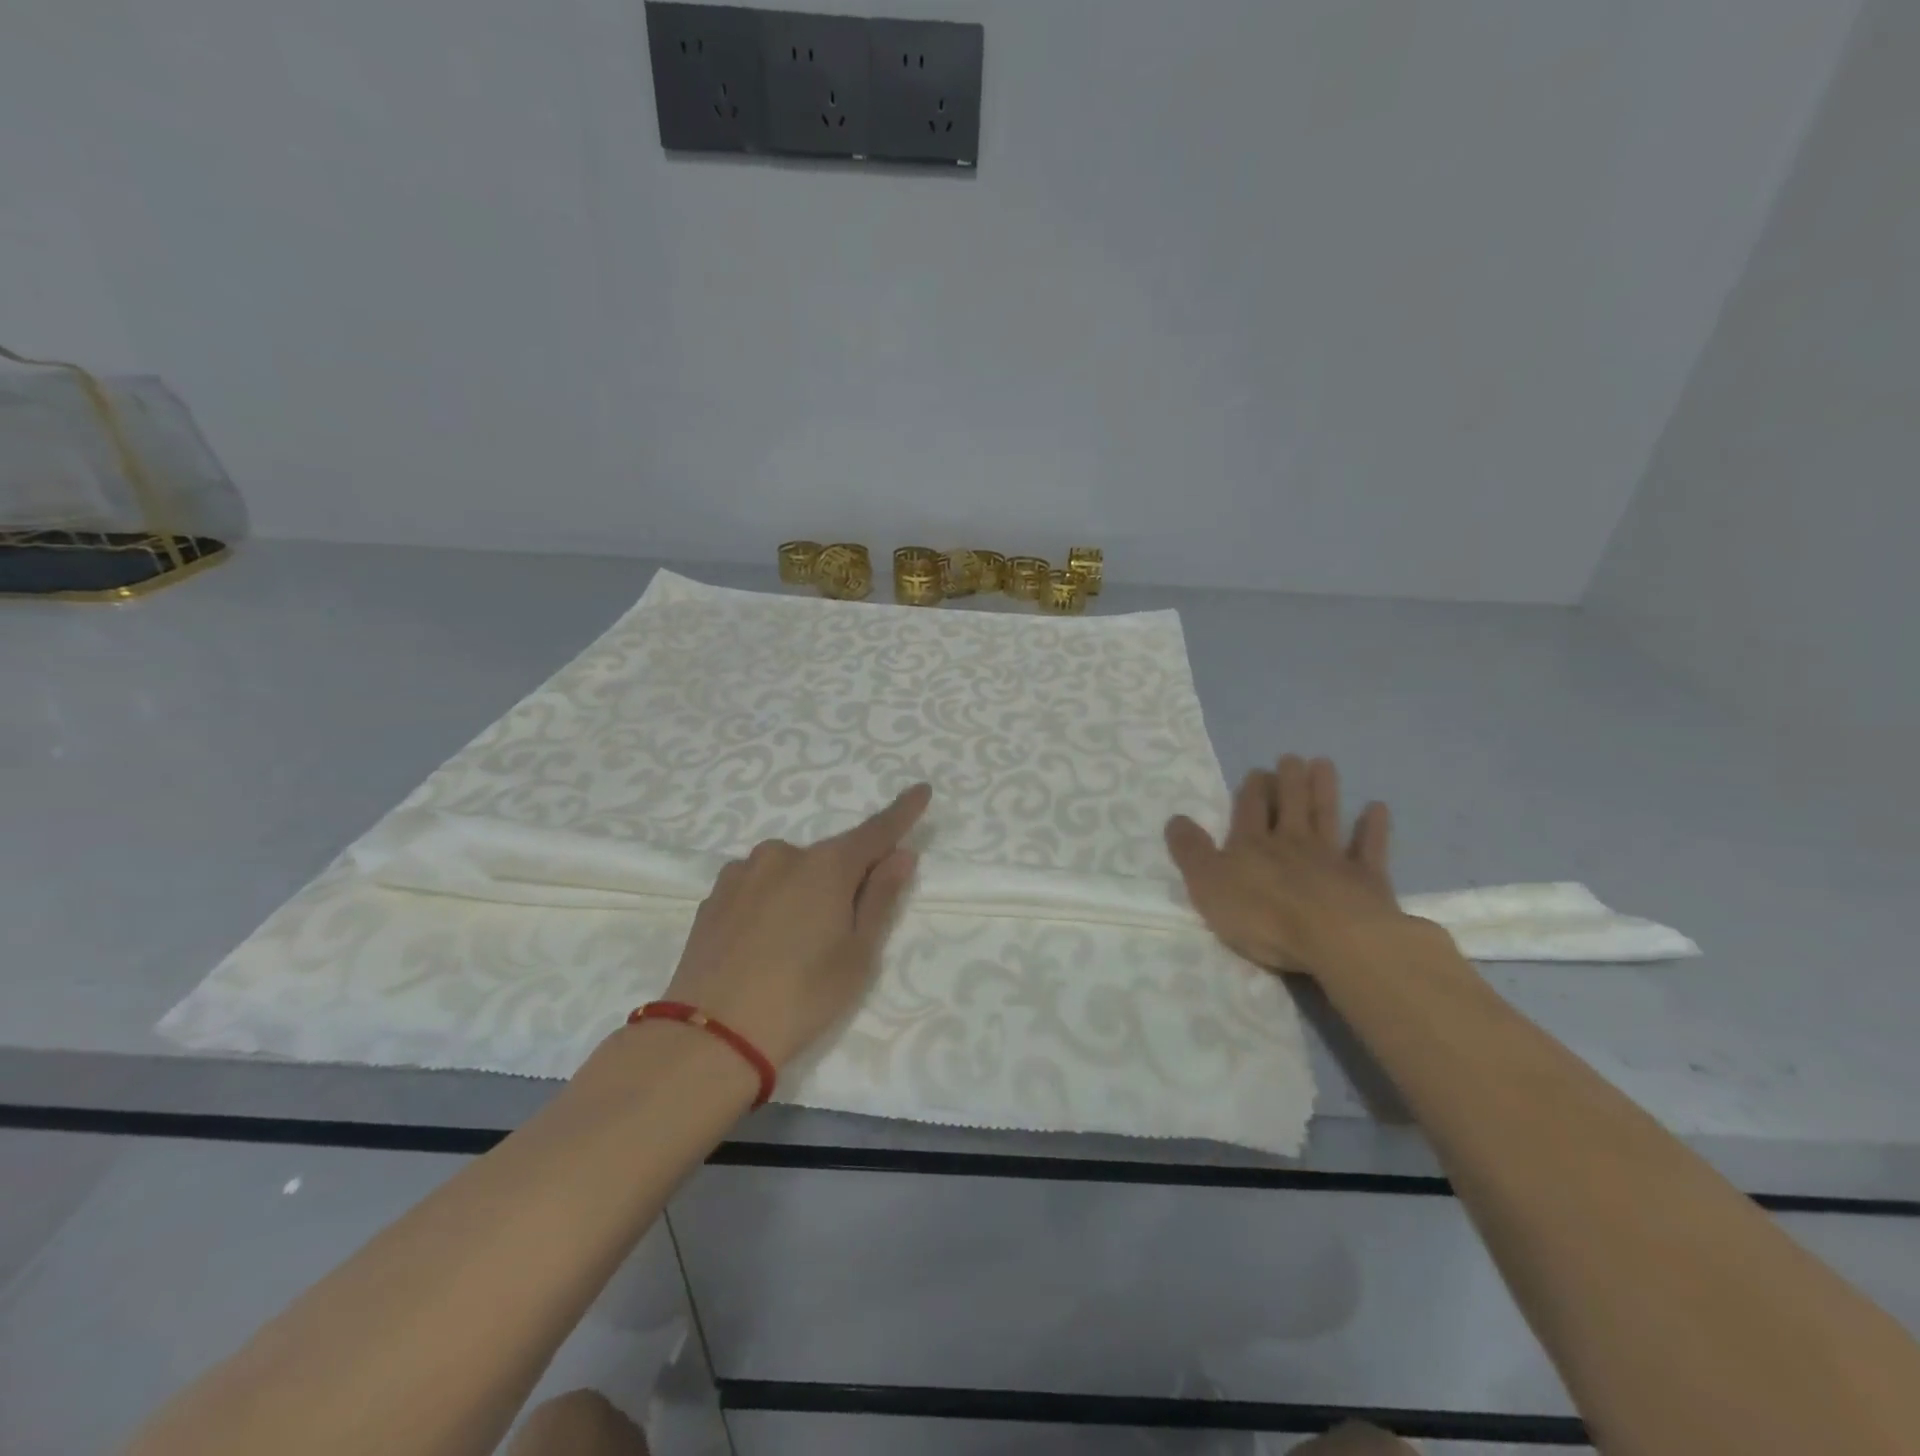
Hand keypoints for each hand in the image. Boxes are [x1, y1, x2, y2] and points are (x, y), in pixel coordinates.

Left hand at [663, 784, 930, 1068]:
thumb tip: (901, 855)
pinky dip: (770, 903)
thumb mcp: (858, 955)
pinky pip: (757, 887)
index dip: (902, 812)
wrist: (709, 1035)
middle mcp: (783, 855)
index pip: (876, 831)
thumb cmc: (802, 996)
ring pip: (789, 872)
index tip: (922, 790)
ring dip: (803, 892)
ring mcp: (742, 872)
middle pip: (830, 858)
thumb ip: (881, 898)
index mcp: (827, 865)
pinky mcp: (712, 896)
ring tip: (795, 946)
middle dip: (845, 880)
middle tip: (844, 931)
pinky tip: (762, 943)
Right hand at [1165, 754, 1408, 979]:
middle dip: (1289, 780)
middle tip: (1292, 758)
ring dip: (1324, 789)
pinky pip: (1370, 848)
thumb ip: (1191, 852)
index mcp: (1251, 845)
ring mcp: (1332, 858)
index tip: (1256, 771)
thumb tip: (1176, 818)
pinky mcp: (1366, 879)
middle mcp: (1292, 842)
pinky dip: (1373, 827)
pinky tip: (1377, 808)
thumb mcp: (1208, 885)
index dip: (1251, 790)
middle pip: (1291, 804)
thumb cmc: (1262, 915)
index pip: (1250, 809)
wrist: (1335, 939)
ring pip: (1326, 815)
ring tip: (1324, 763)